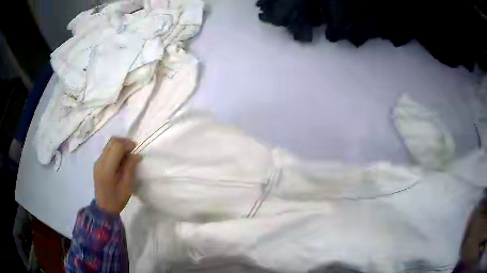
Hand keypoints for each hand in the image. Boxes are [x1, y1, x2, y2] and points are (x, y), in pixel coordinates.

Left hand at [94, 137, 141, 213]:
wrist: (104, 208)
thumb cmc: (117, 199)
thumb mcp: (127, 185)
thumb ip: (130, 167)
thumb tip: (136, 154)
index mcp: (107, 168)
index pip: (116, 146)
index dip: (127, 144)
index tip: (136, 149)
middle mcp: (100, 161)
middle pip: (112, 142)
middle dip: (124, 142)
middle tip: (132, 150)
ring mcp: (97, 162)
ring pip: (109, 145)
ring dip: (119, 145)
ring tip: (127, 155)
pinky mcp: (97, 164)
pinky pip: (107, 150)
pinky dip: (115, 150)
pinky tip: (120, 160)